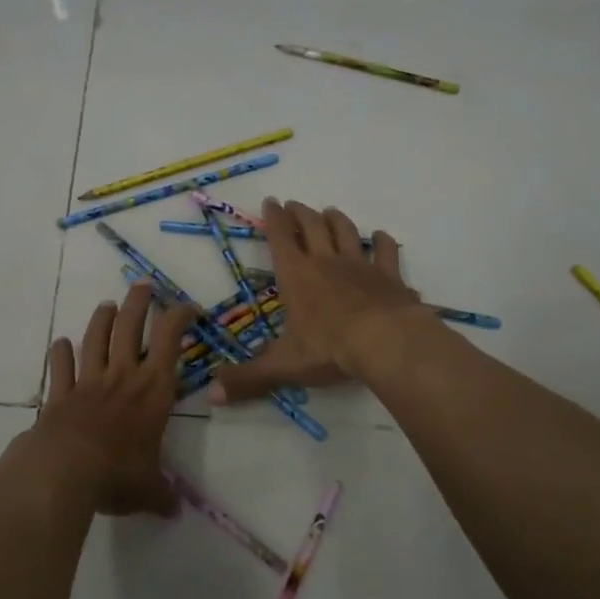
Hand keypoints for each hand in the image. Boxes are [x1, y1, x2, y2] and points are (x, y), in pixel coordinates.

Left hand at [20, 283, 196, 516]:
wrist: (64, 472)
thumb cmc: (116, 475)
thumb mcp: (148, 490)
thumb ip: (162, 495)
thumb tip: (174, 510)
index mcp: (152, 390)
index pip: (170, 340)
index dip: (179, 316)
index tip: (187, 307)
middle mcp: (122, 376)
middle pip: (130, 325)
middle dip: (139, 302)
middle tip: (143, 285)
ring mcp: (88, 381)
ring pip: (96, 337)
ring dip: (102, 318)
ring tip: (107, 305)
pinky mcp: (59, 393)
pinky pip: (60, 366)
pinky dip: (60, 352)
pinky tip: (61, 343)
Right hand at [209, 199, 422, 405]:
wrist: (386, 342)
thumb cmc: (329, 349)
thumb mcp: (283, 366)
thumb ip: (248, 379)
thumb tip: (210, 396)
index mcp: (296, 275)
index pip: (280, 238)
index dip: (273, 218)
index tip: (271, 202)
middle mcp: (325, 262)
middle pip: (312, 226)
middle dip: (301, 213)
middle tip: (295, 204)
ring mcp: (360, 265)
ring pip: (346, 232)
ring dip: (336, 220)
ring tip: (330, 211)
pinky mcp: (388, 276)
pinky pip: (385, 251)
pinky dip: (382, 242)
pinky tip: (381, 237)